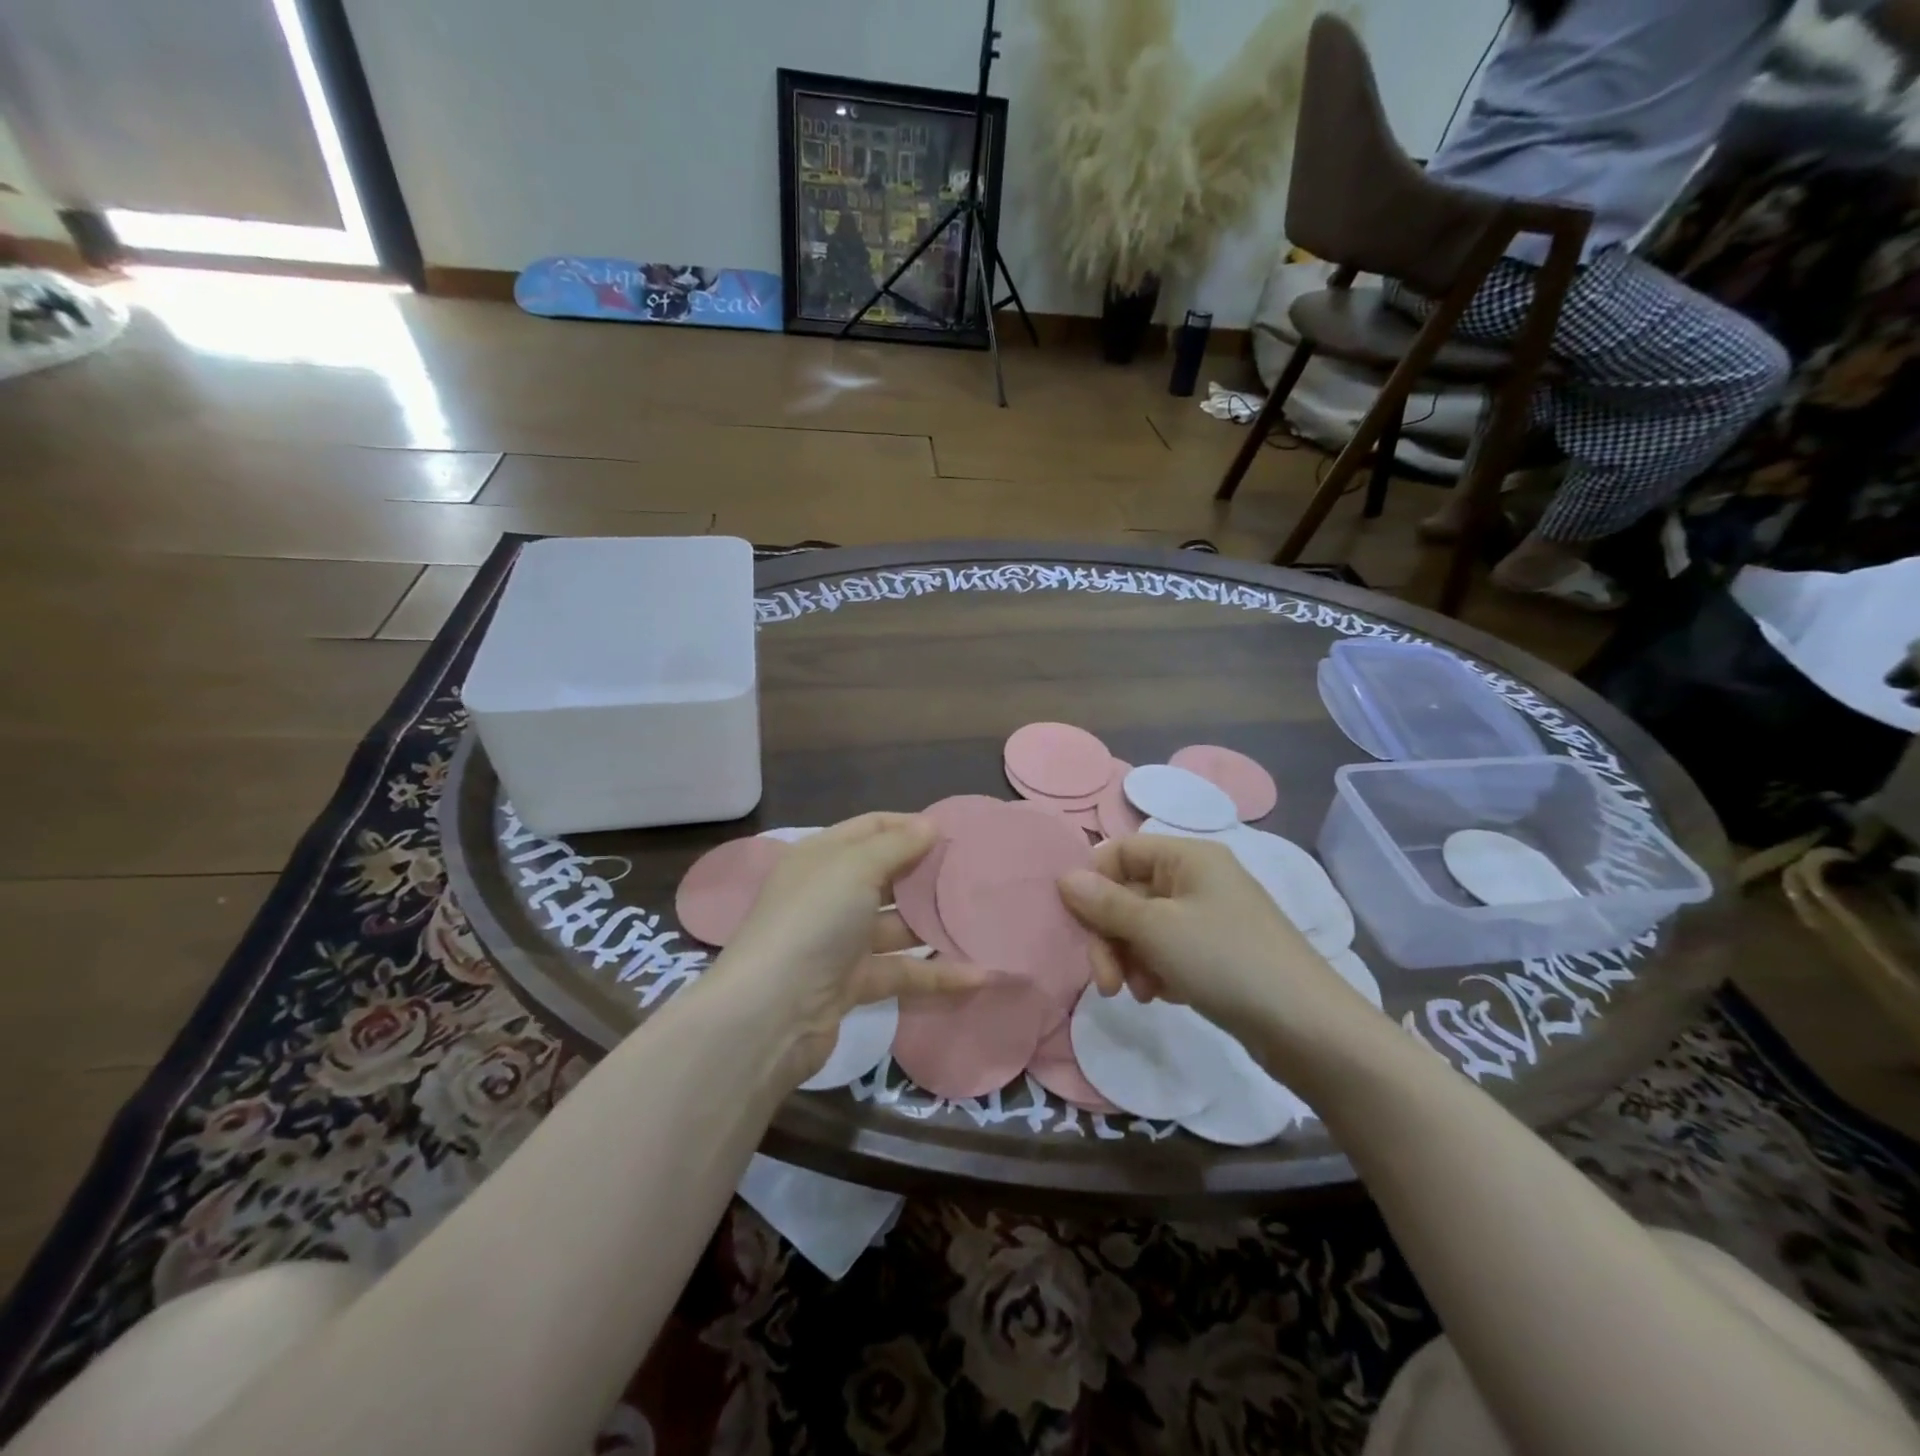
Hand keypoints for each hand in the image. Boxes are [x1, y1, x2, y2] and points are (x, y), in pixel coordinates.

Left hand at [718, 813, 987, 1081]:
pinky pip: (902, 971)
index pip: (872, 828)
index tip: (956, 834)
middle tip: (977, 875)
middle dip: (928, 874)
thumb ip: (896, 846)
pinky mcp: (853, 982)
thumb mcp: (854, 868)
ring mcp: (841, 941)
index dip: (910, 826)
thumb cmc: (814, 921)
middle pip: (887, 875)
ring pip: (897, 926)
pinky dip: (935, 974)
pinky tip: (978, 975)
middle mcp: (830, 894)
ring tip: (985, 921)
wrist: (771, 1012)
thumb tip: (930, 825)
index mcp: (823, 857)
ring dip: (935, 925)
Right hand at [1057, 834, 1377, 1048]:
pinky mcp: (1218, 953)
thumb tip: (1063, 876)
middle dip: (1110, 935)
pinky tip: (1162, 997)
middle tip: (1105, 981)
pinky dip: (1156, 971)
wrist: (1307, 1028)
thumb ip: (1105, 903)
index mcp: (1188, 857)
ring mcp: (1210, 917)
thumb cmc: (1225, 961)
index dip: (1093, 882)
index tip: (1077, 923)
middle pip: (1130, 893)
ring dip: (1131, 958)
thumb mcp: (1156, 930)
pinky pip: (1169, 951)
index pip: (1120, 851)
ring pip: (1146, 927)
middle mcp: (1198, 878)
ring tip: (1140, 994)